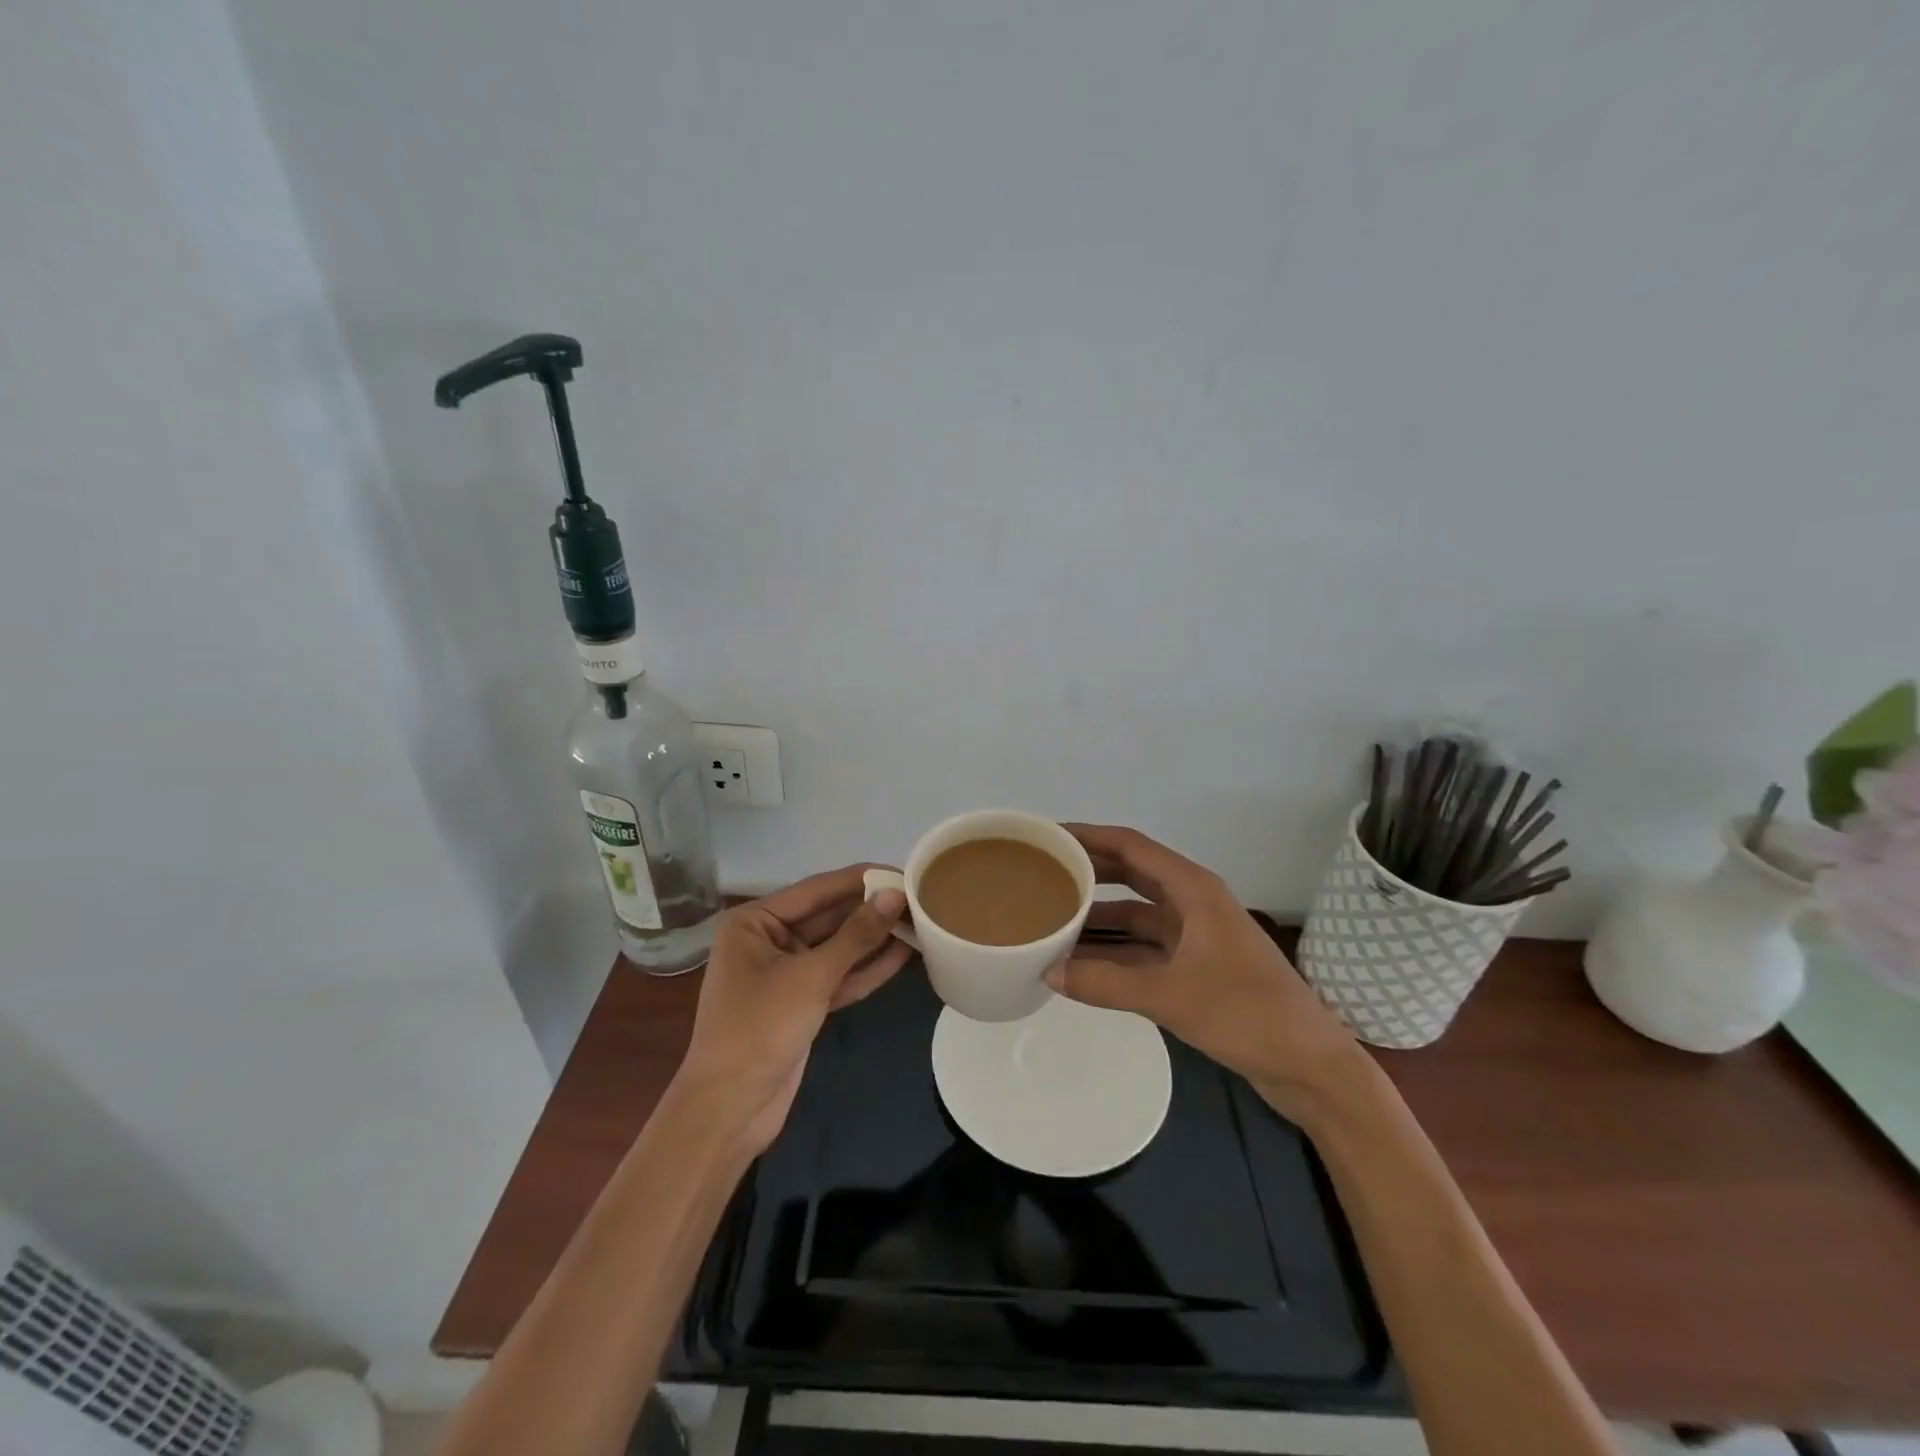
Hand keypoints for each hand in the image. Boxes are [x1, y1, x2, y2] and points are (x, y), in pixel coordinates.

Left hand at [674, 866, 911, 1153]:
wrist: (729, 1110)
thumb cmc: (759, 1030)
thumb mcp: (810, 977)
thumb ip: (856, 935)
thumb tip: (895, 895)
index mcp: (754, 922)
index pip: (817, 890)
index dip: (861, 880)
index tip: (903, 871)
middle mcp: (768, 939)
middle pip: (829, 917)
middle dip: (871, 910)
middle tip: (920, 898)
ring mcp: (786, 973)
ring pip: (838, 948)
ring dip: (875, 938)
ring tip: (921, 921)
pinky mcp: (802, 1002)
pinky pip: (839, 976)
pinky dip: (867, 968)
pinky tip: (904, 954)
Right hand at [1049, 824, 1366, 1125]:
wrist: (1310, 1066)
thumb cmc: (1248, 1014)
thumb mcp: (1171, 996)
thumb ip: (1107, 983)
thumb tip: (1048, 972)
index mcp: (1194, 890)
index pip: (1131, 846)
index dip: (1089, 836)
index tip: (1049, 836)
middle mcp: (1193, 903)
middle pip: (1131, 874)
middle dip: (1090, 870)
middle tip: (1043, 872)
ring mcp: (1196, 936)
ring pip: (1136, 913)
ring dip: (1100, 914)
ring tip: (1053, 915)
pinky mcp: (1196, 968)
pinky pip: (1144, 947)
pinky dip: (1115, 950)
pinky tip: (1083, 961)